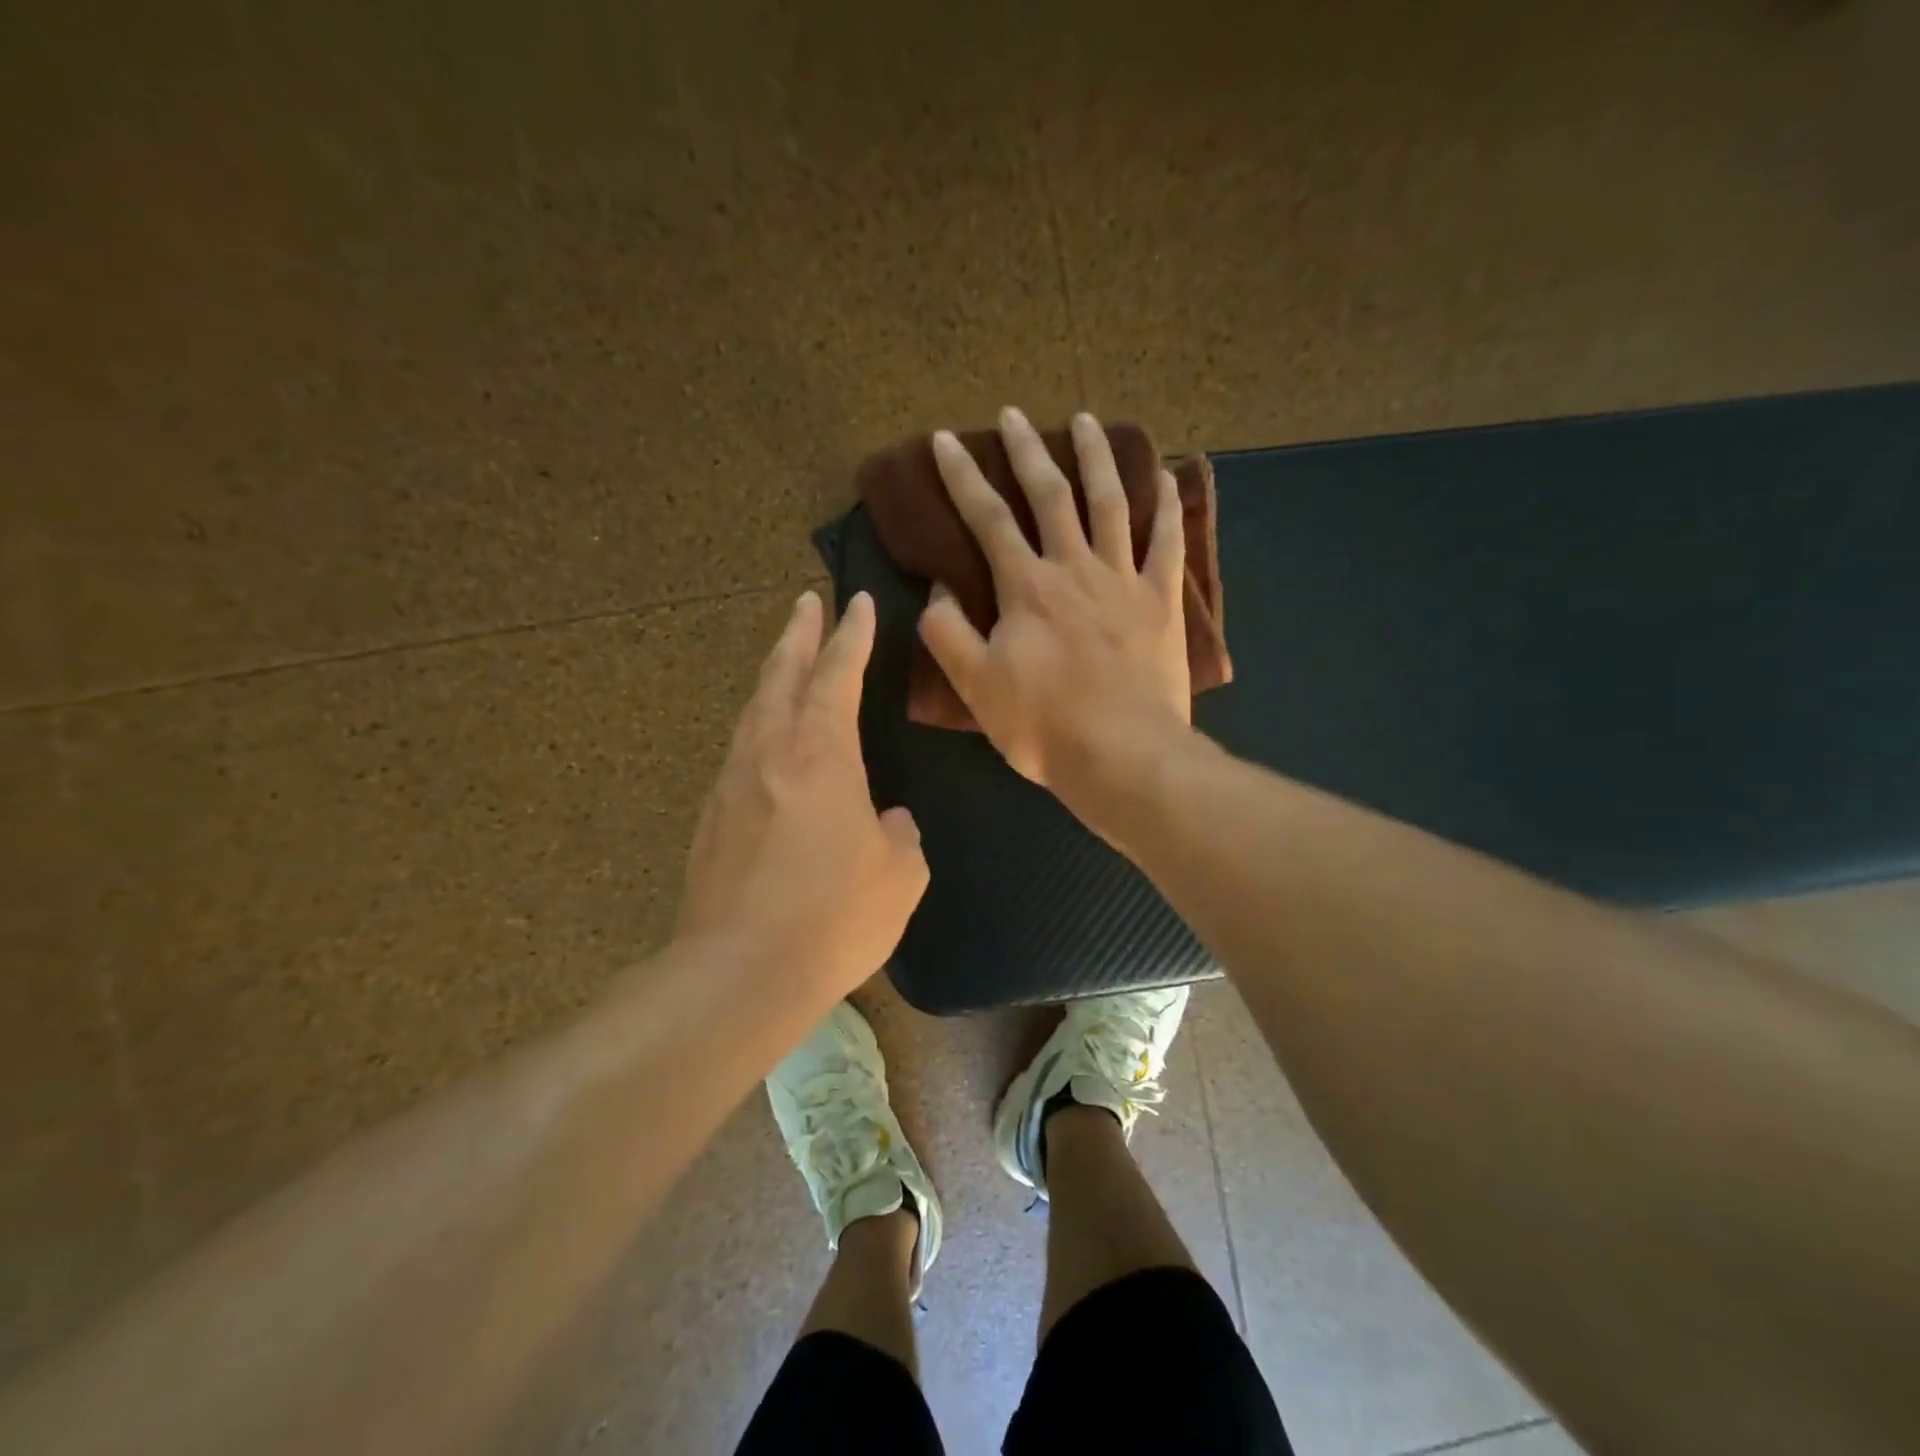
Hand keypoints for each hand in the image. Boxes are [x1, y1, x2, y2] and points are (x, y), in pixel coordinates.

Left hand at [677, 591, 927, 999]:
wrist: (740, 972)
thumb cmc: (833, 915)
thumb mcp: (899, 874)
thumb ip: (898, 835)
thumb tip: (884, 821)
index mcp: (821, 752)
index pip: (838, 674)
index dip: (851, 635)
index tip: (855, 601)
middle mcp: (770, 752)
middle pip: (781, 674)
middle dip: (797, 634)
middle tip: (804, 602)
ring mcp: (733, 783)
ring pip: (753, 709)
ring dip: (772, 675)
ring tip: (784, 658)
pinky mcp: (712, 818)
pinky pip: (740, 750)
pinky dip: (758, 725)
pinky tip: (766, 739)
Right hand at [919, 407, 1192, 816]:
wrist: (1122, 756)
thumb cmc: (1043, 726)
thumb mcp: (976, 686)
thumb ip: (948, 634)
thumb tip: (938, 590)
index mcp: (1026, 587)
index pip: (988, 518)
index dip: (963, 477)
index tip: (944, 441)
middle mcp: (1075, 569)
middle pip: (1051, 495)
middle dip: (1027, 451)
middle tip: (1013, 414)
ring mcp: (1124, 581)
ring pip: (1111, 503)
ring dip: (1096, 458)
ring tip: (1087, 421)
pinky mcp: (1162, 602)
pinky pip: (1166, 544)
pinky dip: (1166, 508)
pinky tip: (1165, 478)